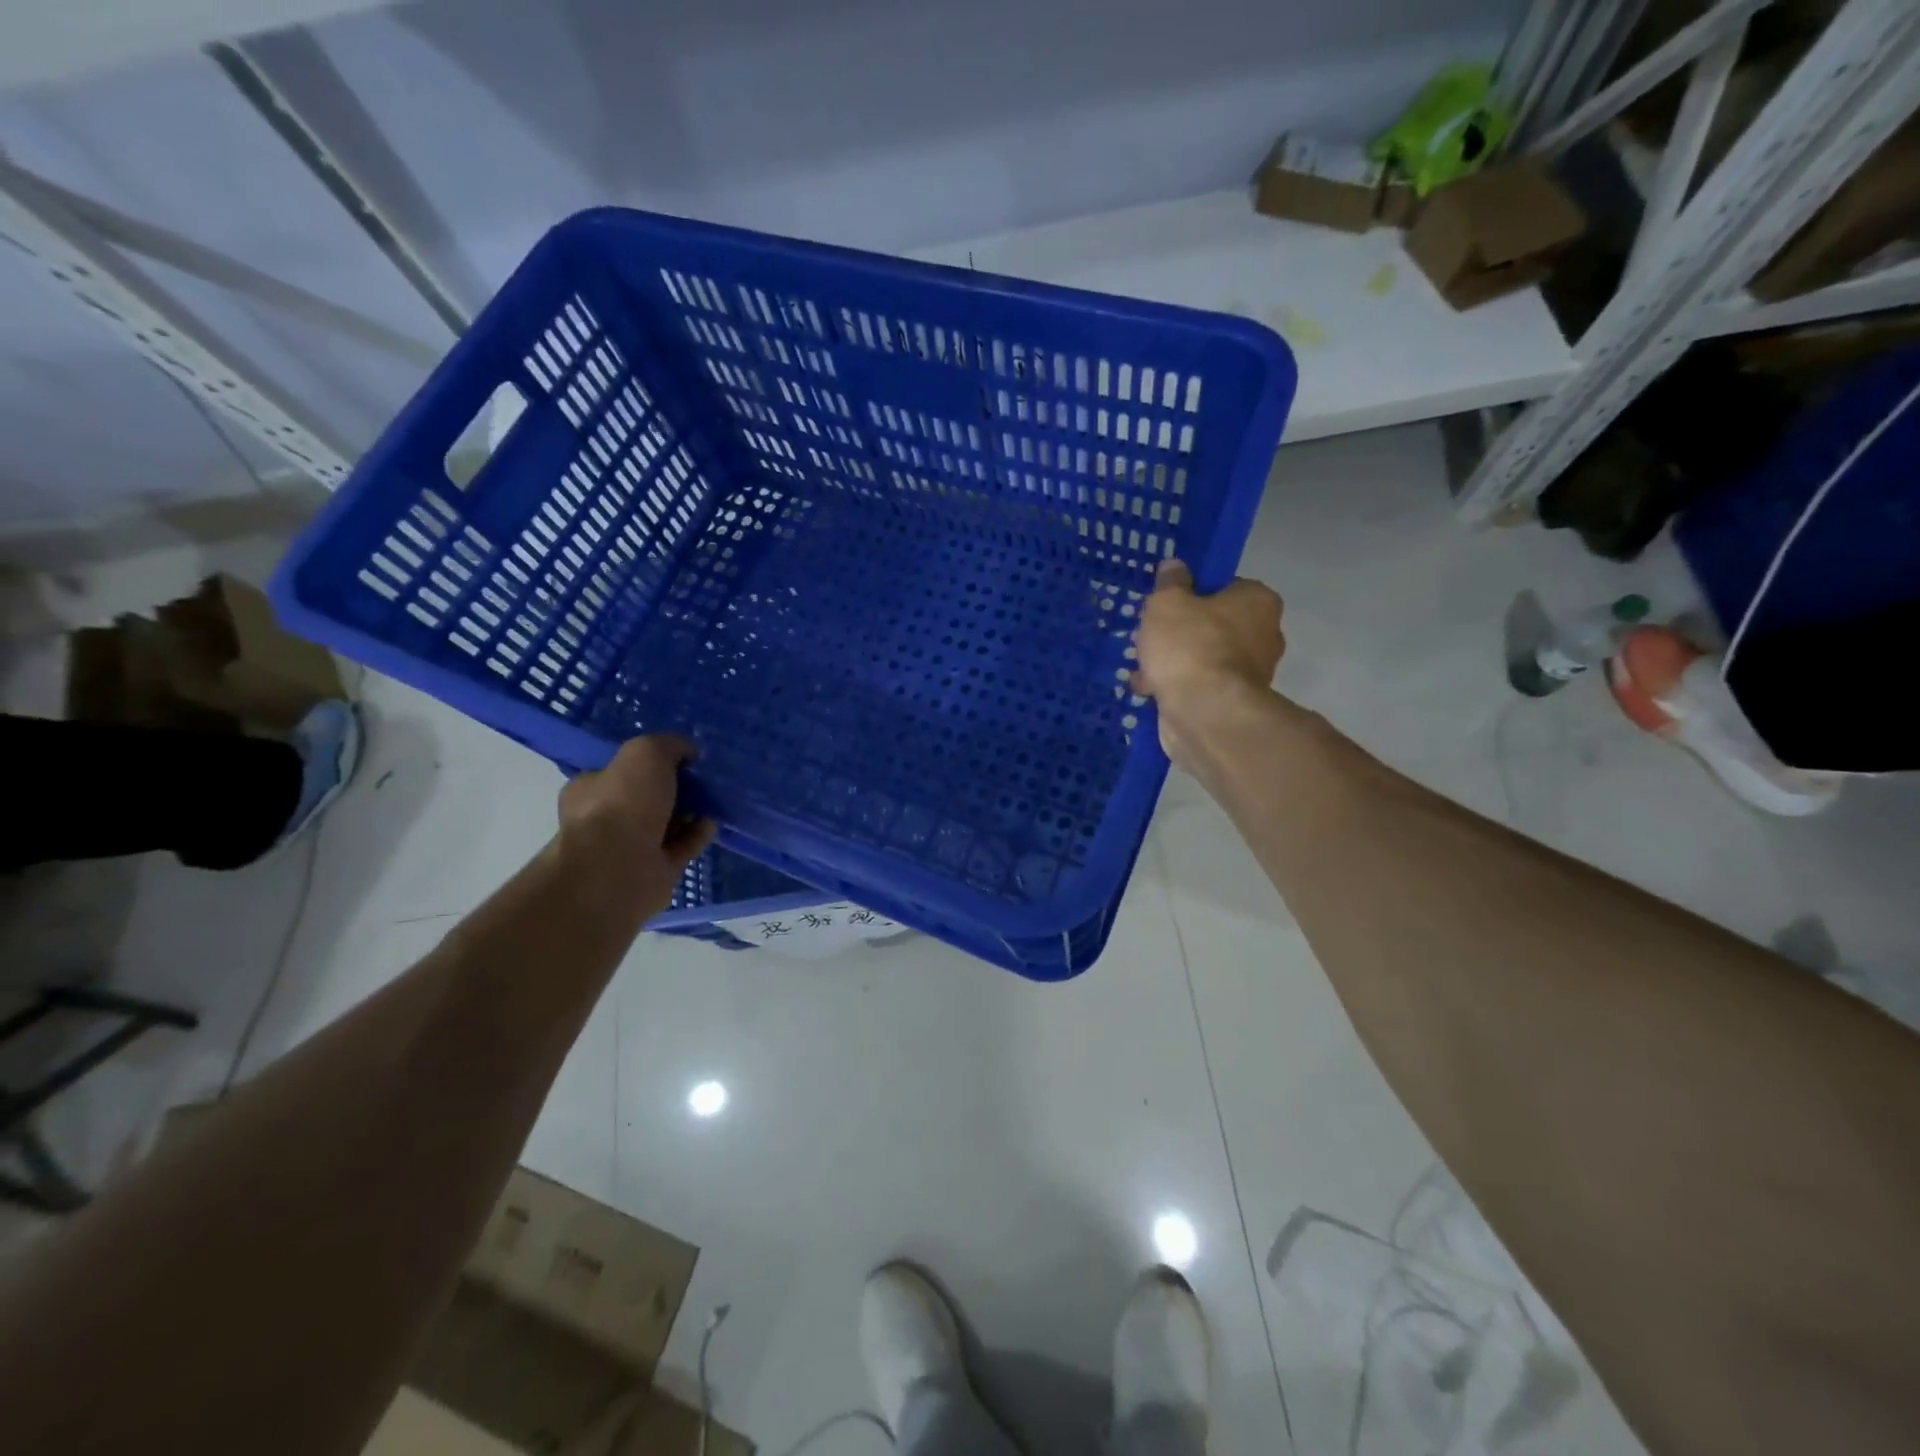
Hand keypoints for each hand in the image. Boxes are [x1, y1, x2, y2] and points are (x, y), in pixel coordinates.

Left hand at [556, 736, 716, 914]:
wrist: (619, 871)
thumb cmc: (623, 805)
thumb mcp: (646, 753)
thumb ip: (669, 745)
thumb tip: (688, 751)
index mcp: (590, 789)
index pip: (621, 770)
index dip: (651, 762)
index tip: (682, 757)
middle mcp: (606, 819)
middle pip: (647, 797)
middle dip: (675, 788)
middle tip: (702, 778)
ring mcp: (630, 849)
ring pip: (667, 824)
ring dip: (690, 811)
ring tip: (715, 798)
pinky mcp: (655, 872)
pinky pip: (682, 846)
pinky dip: (698, 833)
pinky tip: (713, 821)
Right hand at [1132, 559, 1284, 764]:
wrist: (1204, 713)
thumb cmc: (1190, 646)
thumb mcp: (1168, 602)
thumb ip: (1170, 582)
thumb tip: (1174, 566)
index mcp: (1258, 601)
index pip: (1226, 586)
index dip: (1193, 593)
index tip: (1167, 604)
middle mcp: (1263, 635)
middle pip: (1214, 624)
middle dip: (1181, 632)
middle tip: (1150, 636)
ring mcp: (1251, 674)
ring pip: (1203, 658)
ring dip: (1174, 662)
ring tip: (1142, 667)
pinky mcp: (1232, 705)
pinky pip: (1199, 687)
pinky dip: (1177, 688)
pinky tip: (1149, 691)